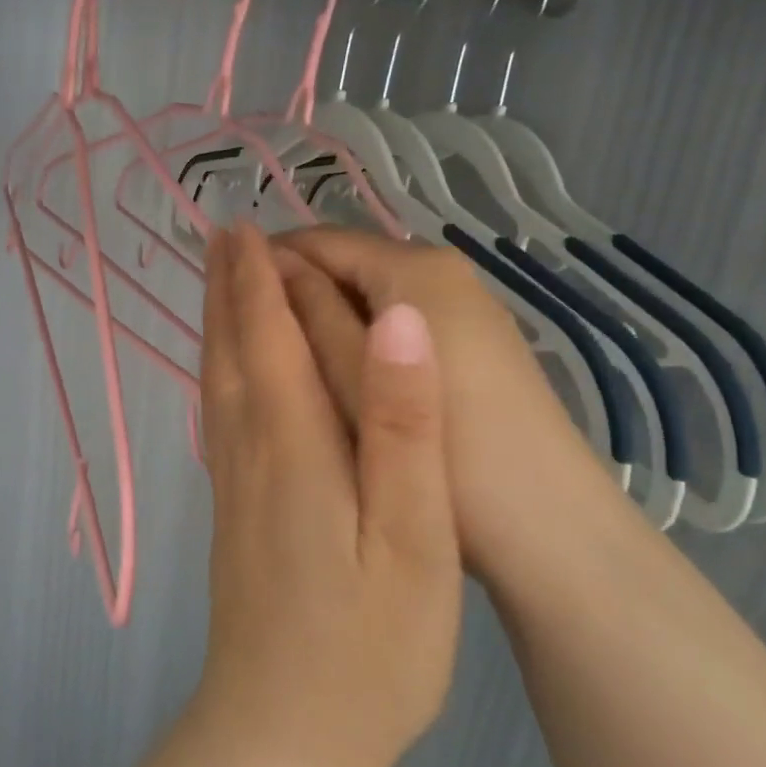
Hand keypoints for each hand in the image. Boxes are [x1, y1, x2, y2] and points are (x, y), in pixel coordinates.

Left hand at [192, 224, 461, 766]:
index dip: (258, 280)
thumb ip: (404, 425)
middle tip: (219, 235)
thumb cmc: (368, 646)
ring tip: (216, 286)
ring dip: (217, 327)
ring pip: (218, 385)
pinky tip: (225, 378)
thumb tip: (396, 320)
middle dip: (227, 290)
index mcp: (293, 446)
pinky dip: (219, 378)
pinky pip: (219, 421)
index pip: (268, 338)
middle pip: (232, 353)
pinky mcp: (233, 518)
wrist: (282, 736)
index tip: (245, 227)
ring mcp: (233, 488)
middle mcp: (249, 454)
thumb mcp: (415, 536)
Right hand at [272, 226, 624, 581]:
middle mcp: (443, 272)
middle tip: (239, 339)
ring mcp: (462, 309)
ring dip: (320, 319)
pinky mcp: (470, 346)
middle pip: (346, 265)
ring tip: (274, 361)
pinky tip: (330, 376)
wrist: (550, 526)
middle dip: (290, 292)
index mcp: (416, 267)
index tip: (215, 296)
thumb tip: (264, 263)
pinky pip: (392, 326)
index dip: (262, 262)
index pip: (319, 240)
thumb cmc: (446, 446)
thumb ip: (309, 314)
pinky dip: (354, 340)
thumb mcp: (358, 376)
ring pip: (368, 299)